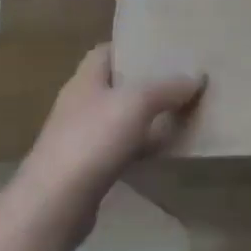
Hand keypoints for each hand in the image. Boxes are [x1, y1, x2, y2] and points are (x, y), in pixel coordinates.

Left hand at [3, 45, 204, 247]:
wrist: (55, 204)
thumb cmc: (91, 141)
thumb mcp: (136, 103)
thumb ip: (166, 87)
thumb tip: (195, 77)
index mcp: (84, 81)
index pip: (105, 52)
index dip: (132, 45)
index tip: (164, 45)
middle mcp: (81, 105)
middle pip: (117, 84)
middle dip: (148, 80)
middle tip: (183, 77)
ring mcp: (83, 138)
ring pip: (123, 118)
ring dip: (149, 115)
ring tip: (184, 109)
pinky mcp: (90, 168)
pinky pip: (124, 147)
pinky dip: (144, 145)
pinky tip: (167, 148)